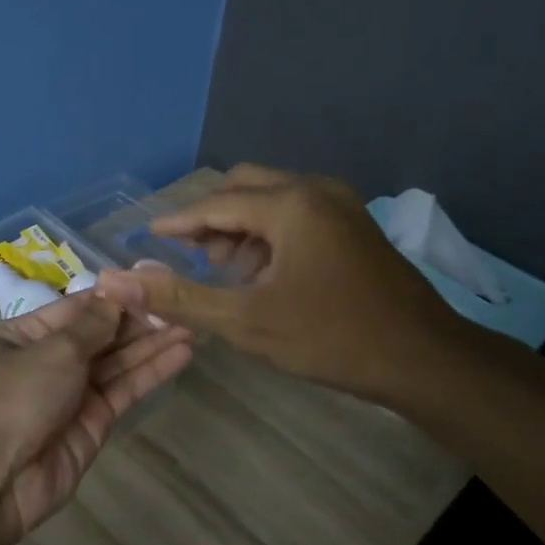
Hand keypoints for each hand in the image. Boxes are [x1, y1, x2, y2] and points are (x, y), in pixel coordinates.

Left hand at [0, 292, 192, 544]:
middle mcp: (47, 361)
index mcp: (23, 335)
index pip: (76, 308)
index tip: (152, 282)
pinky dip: (151, 372)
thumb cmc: (15, 396)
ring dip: (151, 344)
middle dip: (138, 320)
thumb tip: (116, 296)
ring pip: (117, 362)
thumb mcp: (53, 349)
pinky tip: (180, 353)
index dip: (114, 297)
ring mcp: (71, 394)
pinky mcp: (93, 423)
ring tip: (192, 324)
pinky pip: (124, 389)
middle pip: (99, 334)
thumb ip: (92, 324)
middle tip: (182, 303)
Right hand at [94, 164, 471, 404]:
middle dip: (212, 216)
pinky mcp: (355, 224)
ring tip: (225, 268)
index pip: (216, 203)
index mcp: (290, 205)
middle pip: (244, 186)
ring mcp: (341, 204)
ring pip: (273, 197)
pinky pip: (298, 210)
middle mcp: (315, 190)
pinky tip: (264, 271)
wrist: (424, 359)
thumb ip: (180, 298)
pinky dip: (270, 231)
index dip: (178, 220)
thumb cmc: (331, 338)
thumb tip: (120, 282)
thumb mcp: (246, 322)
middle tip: (190, 254)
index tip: (149, 234)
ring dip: (241, 224)